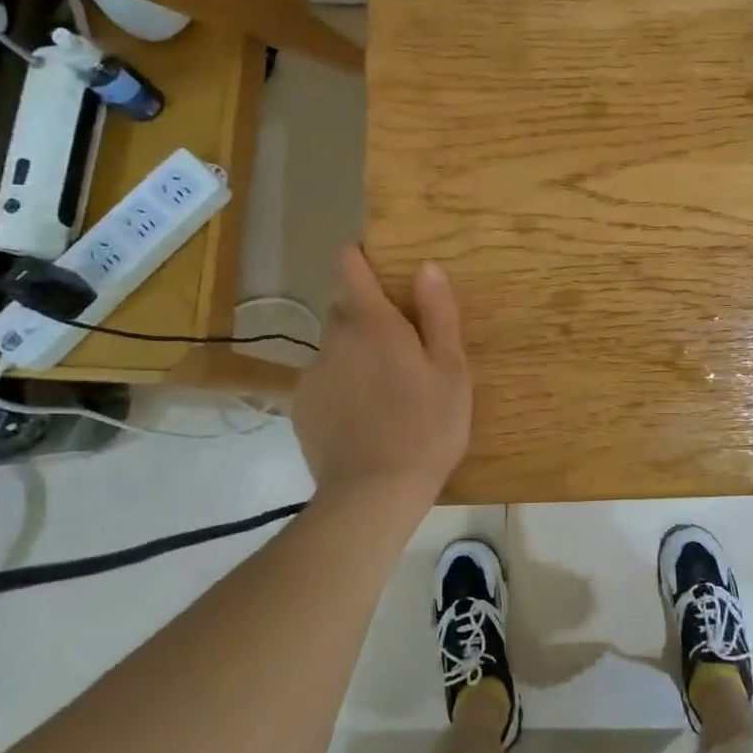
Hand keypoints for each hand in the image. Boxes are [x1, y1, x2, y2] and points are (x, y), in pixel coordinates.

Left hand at [293, 246, 471, 509]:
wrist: (374, 494)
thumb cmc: (427, 426)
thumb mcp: (451, 370)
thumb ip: (438, 314)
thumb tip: (426, 267)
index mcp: (372, 324)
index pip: (349, 267)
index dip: (359, 258)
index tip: (376, 263)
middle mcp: (334, 339)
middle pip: (345, 310)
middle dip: (368, 317)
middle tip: (401, 347)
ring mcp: (312, 374)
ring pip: (335, 349)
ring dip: (355, 355)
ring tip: (384, 391)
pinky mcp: (301, 408)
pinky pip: (323, 381)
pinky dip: (341, 387)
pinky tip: (362, 418)